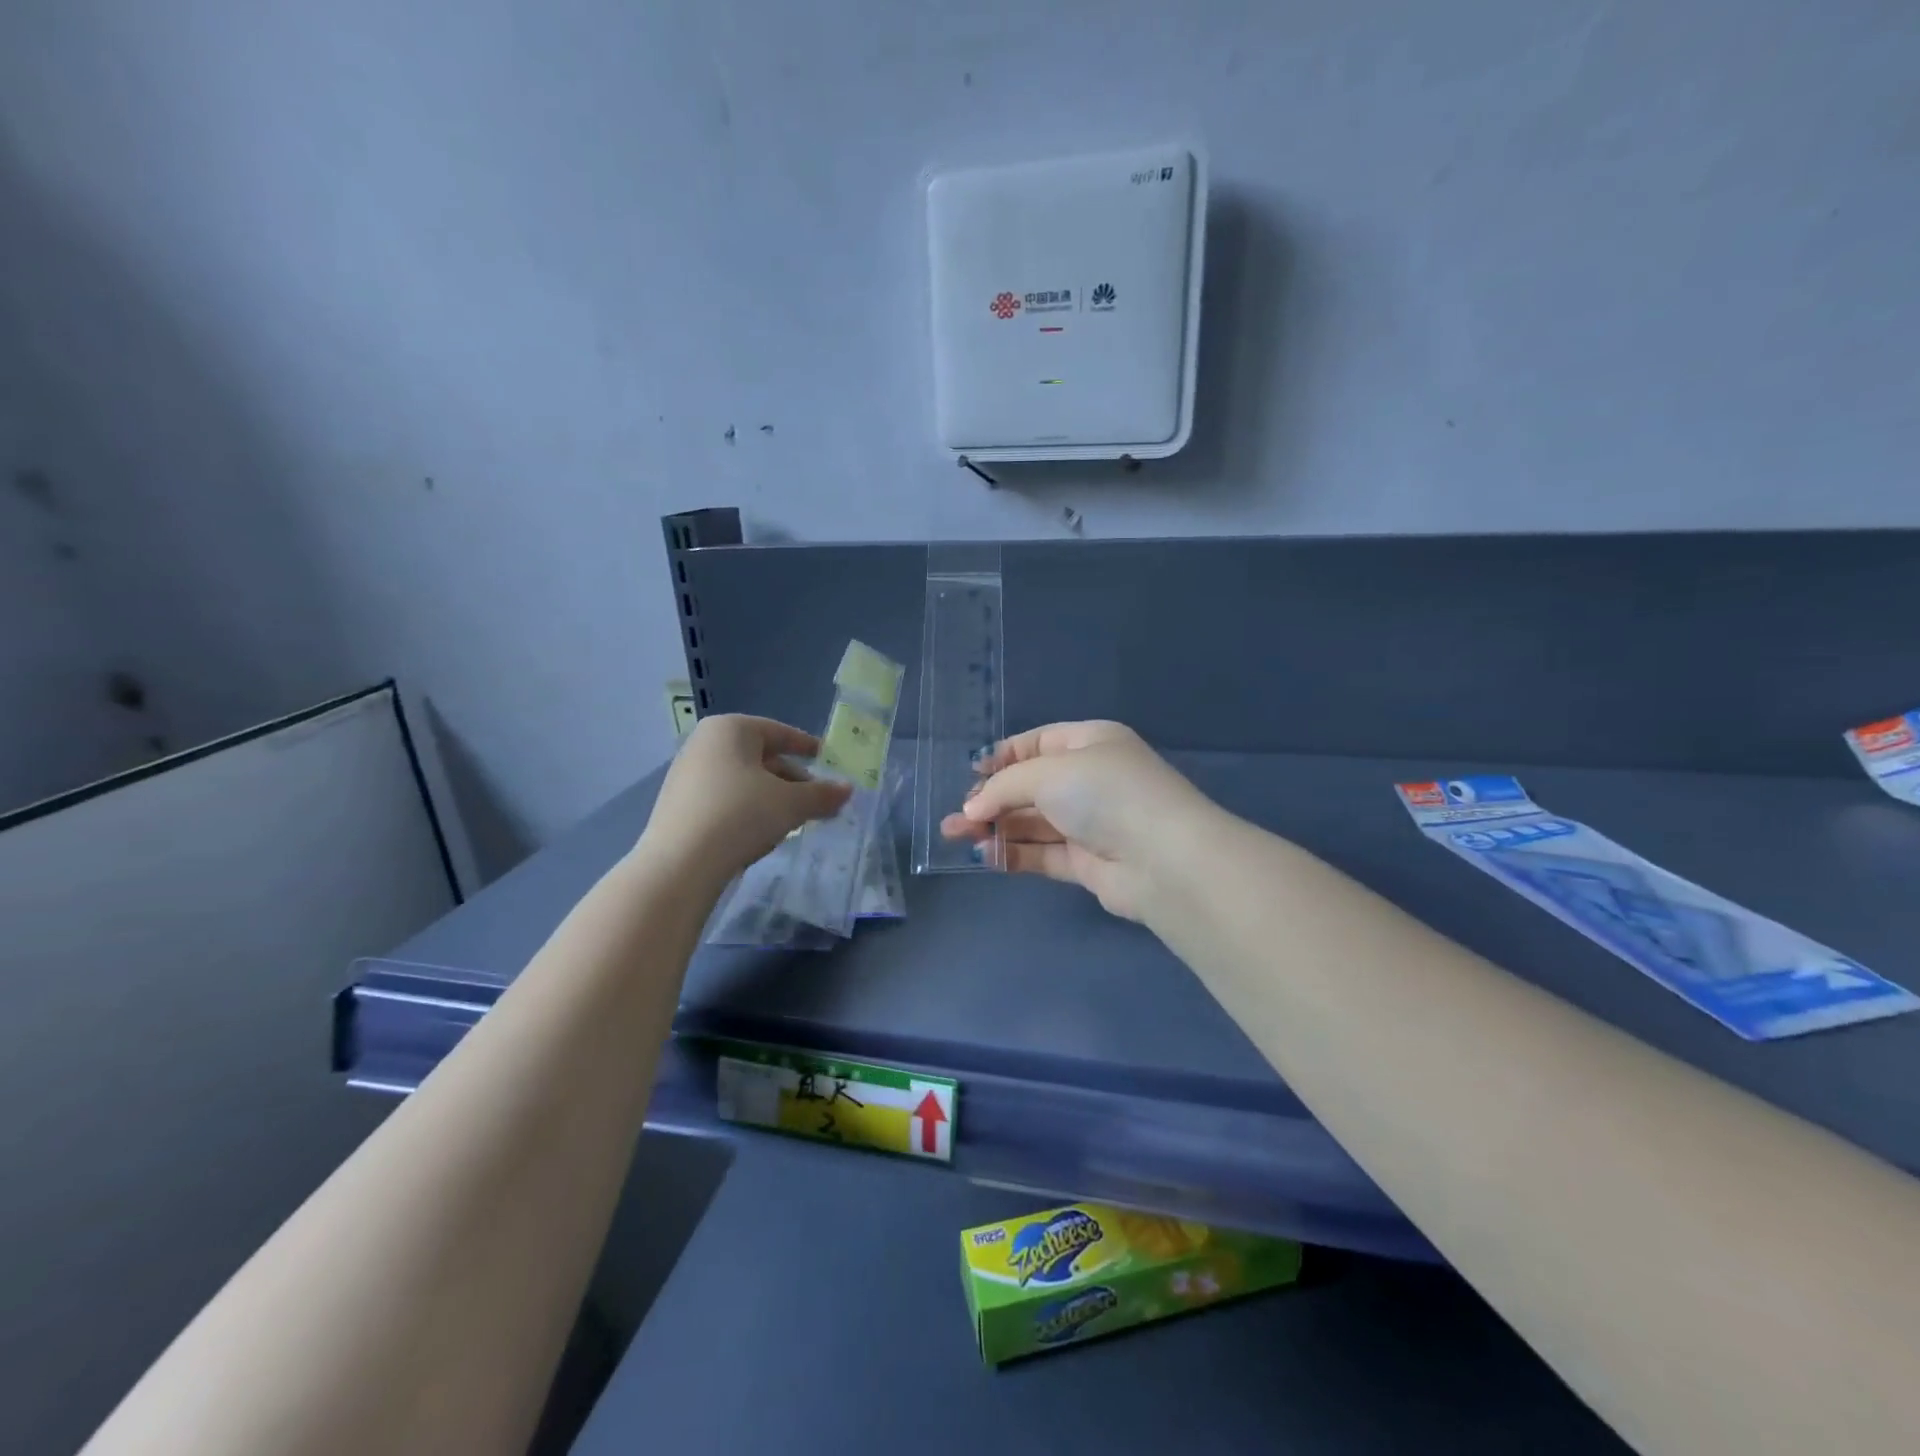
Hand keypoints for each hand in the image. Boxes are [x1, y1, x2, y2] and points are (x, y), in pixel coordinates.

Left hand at [640, 715, 850, 884]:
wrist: (680, 865)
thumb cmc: (741, 815)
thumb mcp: (791, 804)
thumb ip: (822, 794)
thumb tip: (847, 790)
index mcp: (730, 729)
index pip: (779, 732)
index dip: (807, 746)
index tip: (826, 759)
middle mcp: (704, 744)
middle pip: (761, 758)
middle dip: (792, 780)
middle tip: (817, 801)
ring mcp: (686, 775)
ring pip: (743, 781)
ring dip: (772, 798)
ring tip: (794, 821)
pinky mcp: (678, 806)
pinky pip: (724, 800)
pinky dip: (747, 811)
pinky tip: (761, 835)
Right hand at [940, 721, 1206, 920]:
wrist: (1162, 859)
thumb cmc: (1105, 793)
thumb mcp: (1048, 773)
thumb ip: (1005, 787)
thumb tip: (972, 809)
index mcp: (1091, 742)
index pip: (1038, 743)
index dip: (1003, 757)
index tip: (971, 774)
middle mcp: (1091, 779)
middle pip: (1031, 786)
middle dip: (992, 798)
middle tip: (957, 815)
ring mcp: (1091, 823)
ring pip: (1033, 822)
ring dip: (995, 827)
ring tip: (954, 835)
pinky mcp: (1088, 862)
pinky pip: (1043, 853)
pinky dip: (1014, 853)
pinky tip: (984, 856)